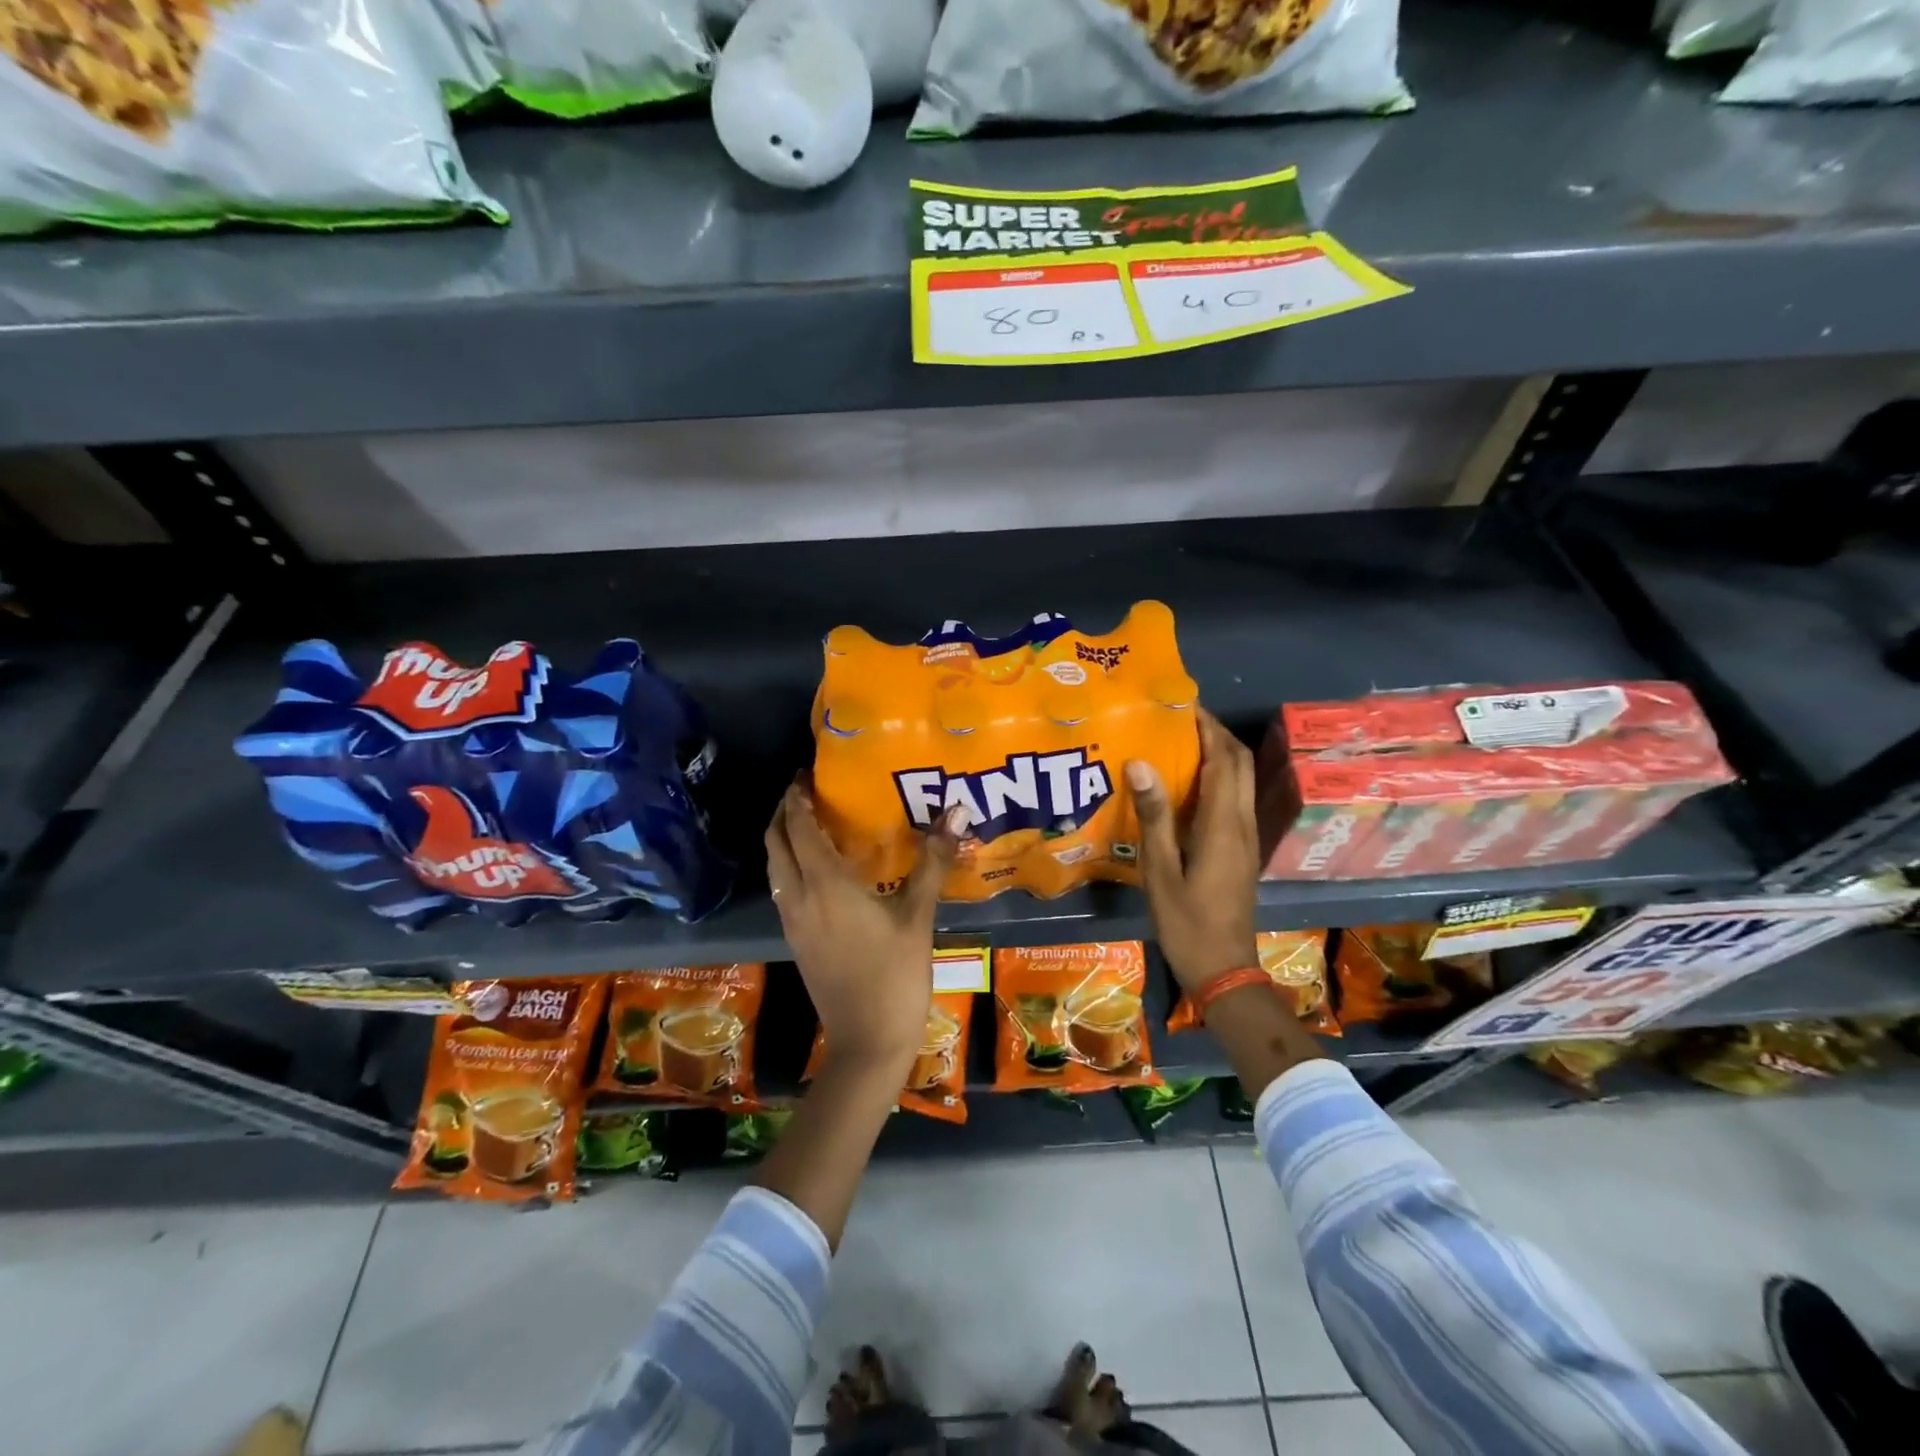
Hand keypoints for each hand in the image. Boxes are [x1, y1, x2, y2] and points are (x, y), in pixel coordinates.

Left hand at [766, 781, 961, 1071]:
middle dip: (783, 813)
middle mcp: (799, 898)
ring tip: (809, 822)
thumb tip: (956, 812)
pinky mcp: (796, 941)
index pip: (799, 828)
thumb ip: (933, 861)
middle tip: (804, 792)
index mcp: (825, 885)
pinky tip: (817, 869)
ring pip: (775, 868)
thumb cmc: (896, 975)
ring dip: (783, 839)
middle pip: (775, 844)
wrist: (868, 1042)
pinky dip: (789, 866)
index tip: (805, 774)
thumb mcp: (918, 916)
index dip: (797, 798)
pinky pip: (783, 890)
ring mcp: (793, 922)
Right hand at [1127, 708, 1259, 995]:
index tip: (1181, 703)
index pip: (1224, 759)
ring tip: (1179, 739)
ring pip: (1241, 779)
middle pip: (1240, 762)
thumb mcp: (1160, 870)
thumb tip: (1141, 762)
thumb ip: (1154, 815)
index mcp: (1223, 824)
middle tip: (1179, 716)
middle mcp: (1243, 823)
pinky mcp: (1242, 849)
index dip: (1207, 726)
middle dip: (1215, 732)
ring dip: (1218, 752)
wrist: (1224, 969)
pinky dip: (1217, 777)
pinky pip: (1234, 798)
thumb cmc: (1186, 922)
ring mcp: (1247, 837)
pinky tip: (1186, 783)